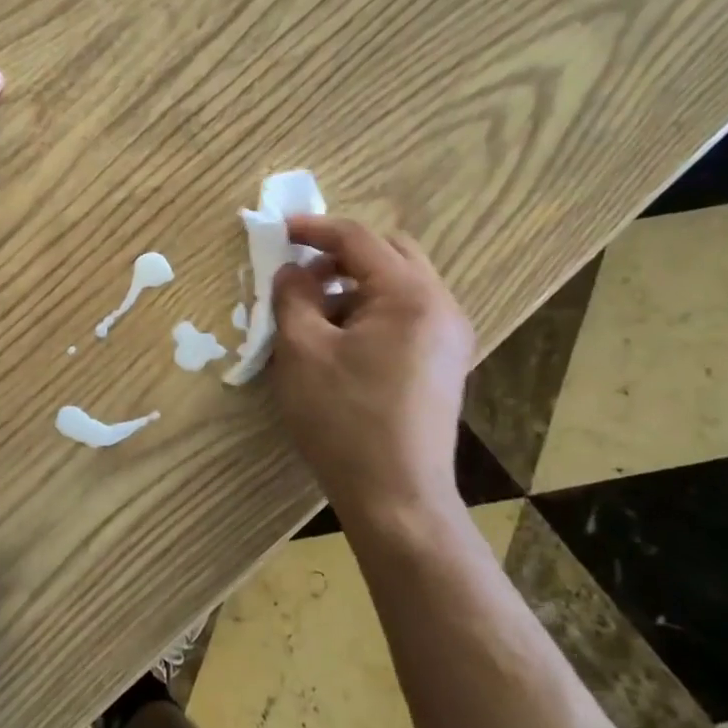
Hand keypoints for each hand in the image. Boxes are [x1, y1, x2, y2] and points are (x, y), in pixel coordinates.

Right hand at [270, 218, 475, 533]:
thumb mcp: (302, 351)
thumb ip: (292, 296)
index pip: (358, 239)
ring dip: (355, 286)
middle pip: (389, 253)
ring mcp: (449, 337)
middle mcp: (441, 306)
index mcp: (410, 295)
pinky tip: (340, 344)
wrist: (397, 498)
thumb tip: (292, 271)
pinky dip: (371, 312)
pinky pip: (406, 315)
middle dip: (340, 256)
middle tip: (302, 275)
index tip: (278, 230)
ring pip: (398, 285)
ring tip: (314, 316)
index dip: (314, 229)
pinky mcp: (443, 364)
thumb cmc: (344, 419)